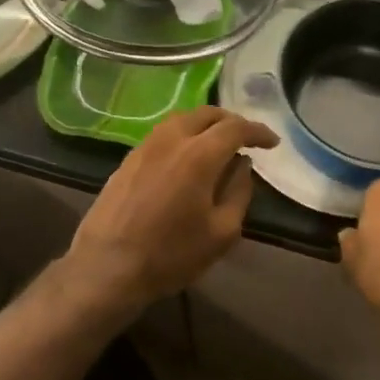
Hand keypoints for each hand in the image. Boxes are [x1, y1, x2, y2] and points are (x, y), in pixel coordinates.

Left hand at [65, 107, 279, 309]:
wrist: (107, 266)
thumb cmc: (171, 254)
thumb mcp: (221, 232)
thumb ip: (239, 192)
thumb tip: (242, 165)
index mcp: (198, 154)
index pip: (235, 128)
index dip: (257, 132)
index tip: (272, 143)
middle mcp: (171, 139)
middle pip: (206, 114)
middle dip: (231, 121)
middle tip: (246, 139)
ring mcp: (145, 145)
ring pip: (182, 119)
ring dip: (205, 125)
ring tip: (218, 144)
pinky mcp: (129, 158)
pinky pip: (163, 133)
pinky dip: (183, 135)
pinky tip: (187, 156)